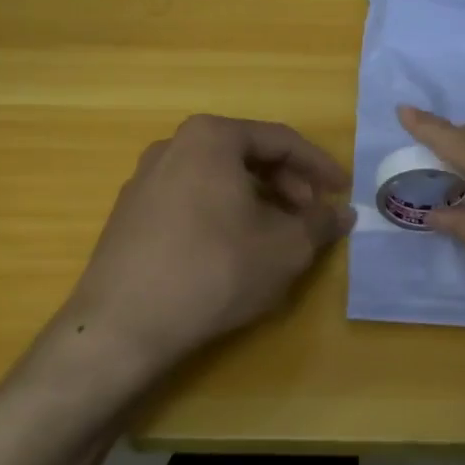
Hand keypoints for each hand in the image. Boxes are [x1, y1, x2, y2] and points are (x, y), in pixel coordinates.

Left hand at [43, 115, 353, 396]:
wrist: (122, 325)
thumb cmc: (214, 272)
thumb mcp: (285, 249)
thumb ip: (320, 224)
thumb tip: (342, 214)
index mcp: (211, 138)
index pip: (280, 141)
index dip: (318, 167)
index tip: (342, 191)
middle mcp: (174, 145)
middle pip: (246, 154)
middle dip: (287, 184)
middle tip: (310, 216)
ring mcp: (145, 178)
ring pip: (218, 177)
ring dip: (257, 200)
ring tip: (278, 235)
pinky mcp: (130, 212)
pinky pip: (192, 198)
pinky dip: (223, 212)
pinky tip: (235, 248)